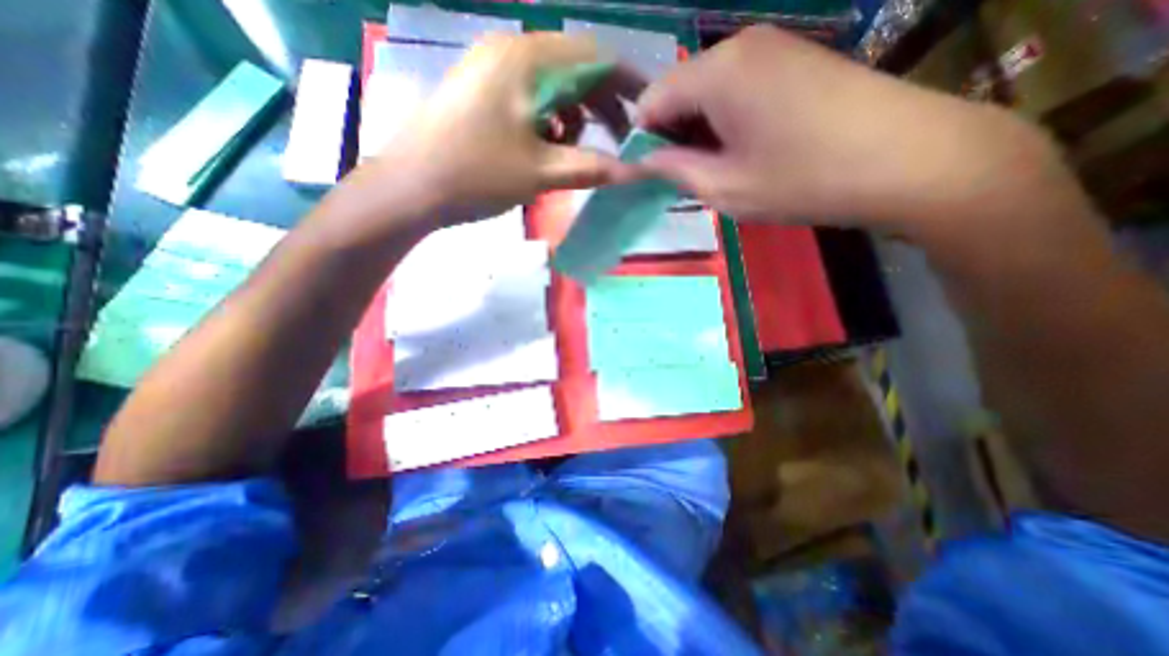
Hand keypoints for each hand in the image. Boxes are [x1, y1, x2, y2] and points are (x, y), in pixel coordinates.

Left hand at [355, 33, 638, 225]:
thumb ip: (591, 167)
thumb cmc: (476, 174)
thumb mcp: (541, 172)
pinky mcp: (484, 91)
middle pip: (575, 70)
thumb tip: (632, 171)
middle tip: (620, 141)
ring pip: (554, 87)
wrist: (410, 187)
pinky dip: (550, 122)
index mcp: (528, 60)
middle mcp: (511, 52)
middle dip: (603, 106)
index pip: (596, 58)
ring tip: (574, 153)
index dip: (629, 84)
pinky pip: (531, 98)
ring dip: (575, 119)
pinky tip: (546, 148)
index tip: (650, 113)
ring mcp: (493, 70)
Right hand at [635, 26, 1066, 230]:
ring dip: (701, 131)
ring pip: (708, 92)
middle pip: (679, 91)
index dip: (643, 139)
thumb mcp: (724, 187)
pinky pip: (738, 89)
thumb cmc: (802, 179)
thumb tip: (643, 161)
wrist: (907, 160)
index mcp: (717, 74)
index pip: (651, 100)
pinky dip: (727, 120)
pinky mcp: (795, 60)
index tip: (653, 173)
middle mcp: (739, 47)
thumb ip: (674, 170)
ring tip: (721, 167)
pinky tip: (747, 149)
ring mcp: (772, 47)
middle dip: (673, 135)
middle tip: (690, 176)